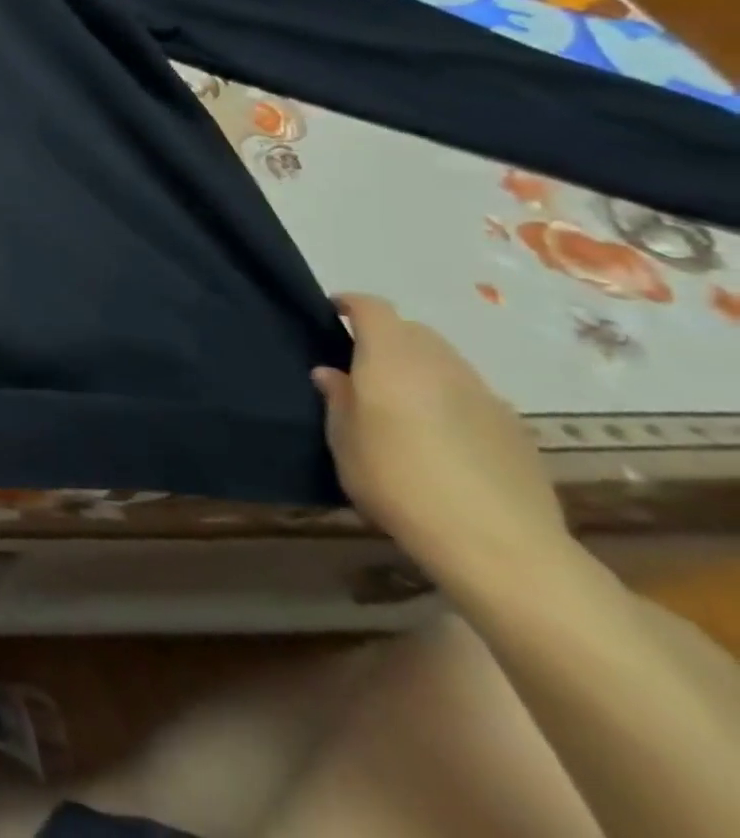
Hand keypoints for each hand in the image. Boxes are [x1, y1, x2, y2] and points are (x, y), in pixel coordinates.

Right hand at [316, 293, 566, 575]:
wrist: (499, 545)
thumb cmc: (398, 483)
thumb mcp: (344, 443)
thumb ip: (338, 400)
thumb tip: (333, 373)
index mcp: (392, 359)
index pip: (373, 308)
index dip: (351, 304)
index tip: (332, 312)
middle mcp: (440, 364)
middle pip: (413, 331)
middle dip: (387, 337)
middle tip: (362, 365)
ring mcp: (484, 394)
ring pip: (446, 361)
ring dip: (420, 368)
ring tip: (402, 403)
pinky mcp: (516, 427)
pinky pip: (472, 395)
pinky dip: (450, 399)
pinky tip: (443, 438)